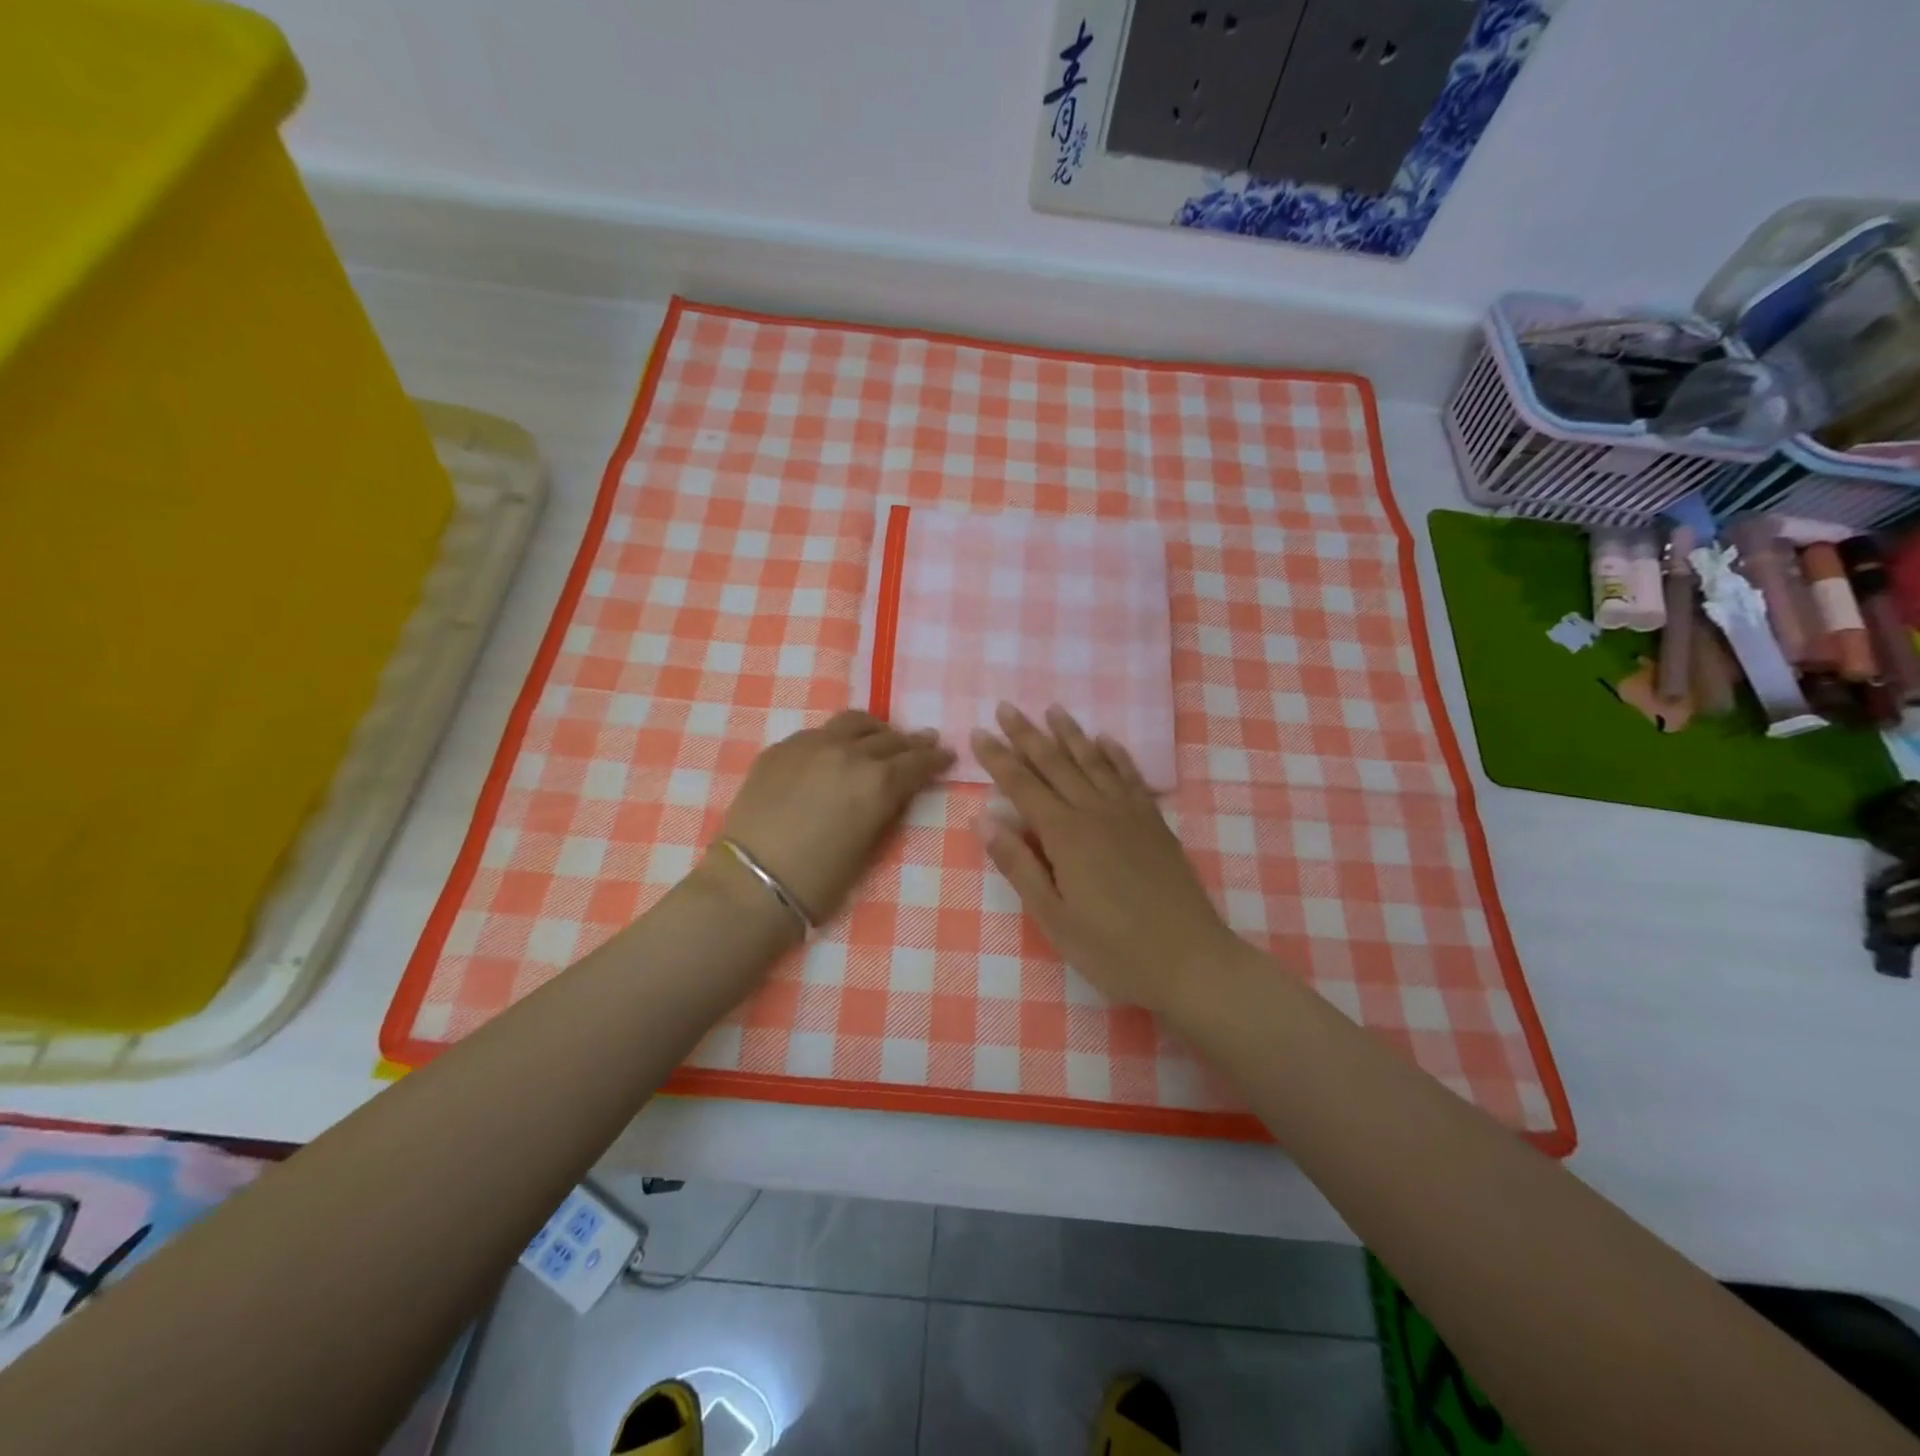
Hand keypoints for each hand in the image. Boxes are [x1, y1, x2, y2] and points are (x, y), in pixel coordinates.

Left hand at [713, 710, 954, 925]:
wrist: (752, 882)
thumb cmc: (819, 881)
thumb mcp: (868, 849)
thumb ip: (884, 811)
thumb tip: (892, 794)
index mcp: (878, 782)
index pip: (918, 761)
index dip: (936, 758)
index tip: (947, 755)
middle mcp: (849, 753)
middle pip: (889, 738)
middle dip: (911, 742)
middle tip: (923, 742)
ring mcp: (812, 745)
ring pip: (853, 722)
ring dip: (874, 729)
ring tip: (879, 736)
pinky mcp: (782, 748)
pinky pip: (819, 732)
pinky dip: (837, 738)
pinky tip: (834, 750)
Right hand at [971, 704, 1245, 1016]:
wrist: (1190, 960)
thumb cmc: (1112, 949)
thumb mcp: (1053, 918)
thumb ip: (1019, 866)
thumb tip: (983, 820)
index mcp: (1065, 835)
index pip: (1022, 786)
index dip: (998, 758)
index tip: (979, 733)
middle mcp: (1095, 812)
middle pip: (1055, 763)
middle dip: (1027, 735)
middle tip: (1007, 707)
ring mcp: (1129, 813)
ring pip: (1093, 761)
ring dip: (1070, 734)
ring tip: (1053, 710)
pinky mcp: (1154, 822)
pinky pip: (1130, 777)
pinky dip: (1115, 755)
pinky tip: (1106, 741)